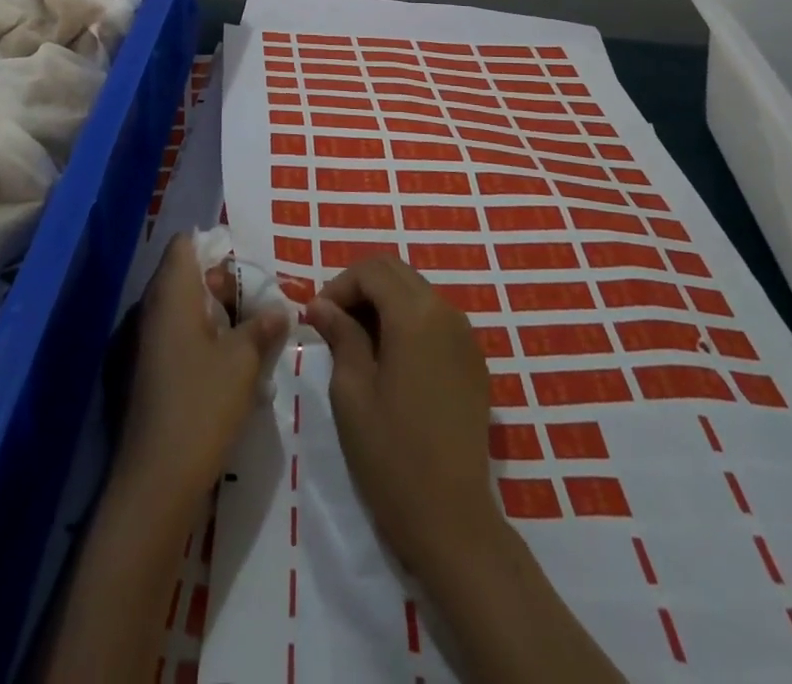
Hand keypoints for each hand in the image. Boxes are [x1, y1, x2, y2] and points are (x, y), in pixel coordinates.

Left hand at [115, 234, 289, 508]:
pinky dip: (200, 340)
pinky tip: (227, 365)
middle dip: (222, 286)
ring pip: (182, 309)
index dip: (215, 247)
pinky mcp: (145, 372)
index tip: (246, 268)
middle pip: (185, 275)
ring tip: (249, 335)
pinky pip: (175, 338)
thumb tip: (280, 309)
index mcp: (171, 294)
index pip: (185, 244)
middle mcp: (151, 309)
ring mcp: (144, 342)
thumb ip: (262, 327)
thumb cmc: (201, 405)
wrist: (155, 479)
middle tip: (256, 306)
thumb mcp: (243, 362)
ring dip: (214, 316)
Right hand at [306, 255, 502, 578]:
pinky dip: (407, 321)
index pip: (371, 270)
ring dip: (383, 302)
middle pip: (396, 272)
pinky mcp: (473, 362)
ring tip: (357, 340)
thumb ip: (340, 336)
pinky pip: (435, 319)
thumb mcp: (352, 392)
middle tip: (333, 322)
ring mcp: (466, 337)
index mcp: (416, 315)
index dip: (339, 285)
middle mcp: (446, 313)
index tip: (317, 318)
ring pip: (417, 292)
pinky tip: (390, 359)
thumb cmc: (392, 455)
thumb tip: (321, 305)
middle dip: (360, 287)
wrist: (453, 520)